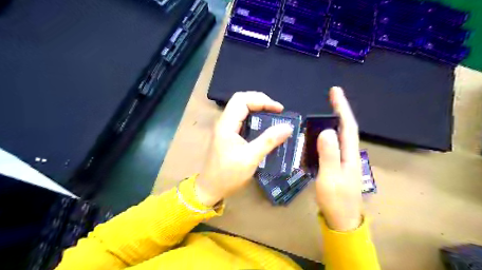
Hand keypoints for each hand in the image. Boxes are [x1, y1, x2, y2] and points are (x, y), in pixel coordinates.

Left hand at [196, 92, 293, 205]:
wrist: (210, 189)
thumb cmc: (228, 175)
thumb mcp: (250, 158)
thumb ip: (268, 141)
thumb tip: (288, 126)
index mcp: (226, 125)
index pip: (242, 100)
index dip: (262, 100)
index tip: (279, 110)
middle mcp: (223, 122)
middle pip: (241, 100)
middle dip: (260, 101)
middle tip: (276, 111)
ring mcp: (224, 128)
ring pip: (240, 109)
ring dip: (257, 108)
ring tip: (272, 116)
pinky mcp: (227, 135)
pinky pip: (241, 119)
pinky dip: (253, 118)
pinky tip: (263, 126)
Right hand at [318, 88, 361, 230]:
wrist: (342, 219)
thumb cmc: (336, 200)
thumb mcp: (330, 178)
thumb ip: (329, 155)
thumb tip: (326, 131)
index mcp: (350, 154)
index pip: (347, 125)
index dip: (342, 107)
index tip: (335, 91)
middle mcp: (349, 153)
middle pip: (345, 128)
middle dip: (338, 110)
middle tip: (327, 98)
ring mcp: (343, 160)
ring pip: (339, 136)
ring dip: (332, 121)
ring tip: (320, 113)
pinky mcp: (336, 165)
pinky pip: (331, 145)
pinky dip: (326, 135)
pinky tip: (317, 135)